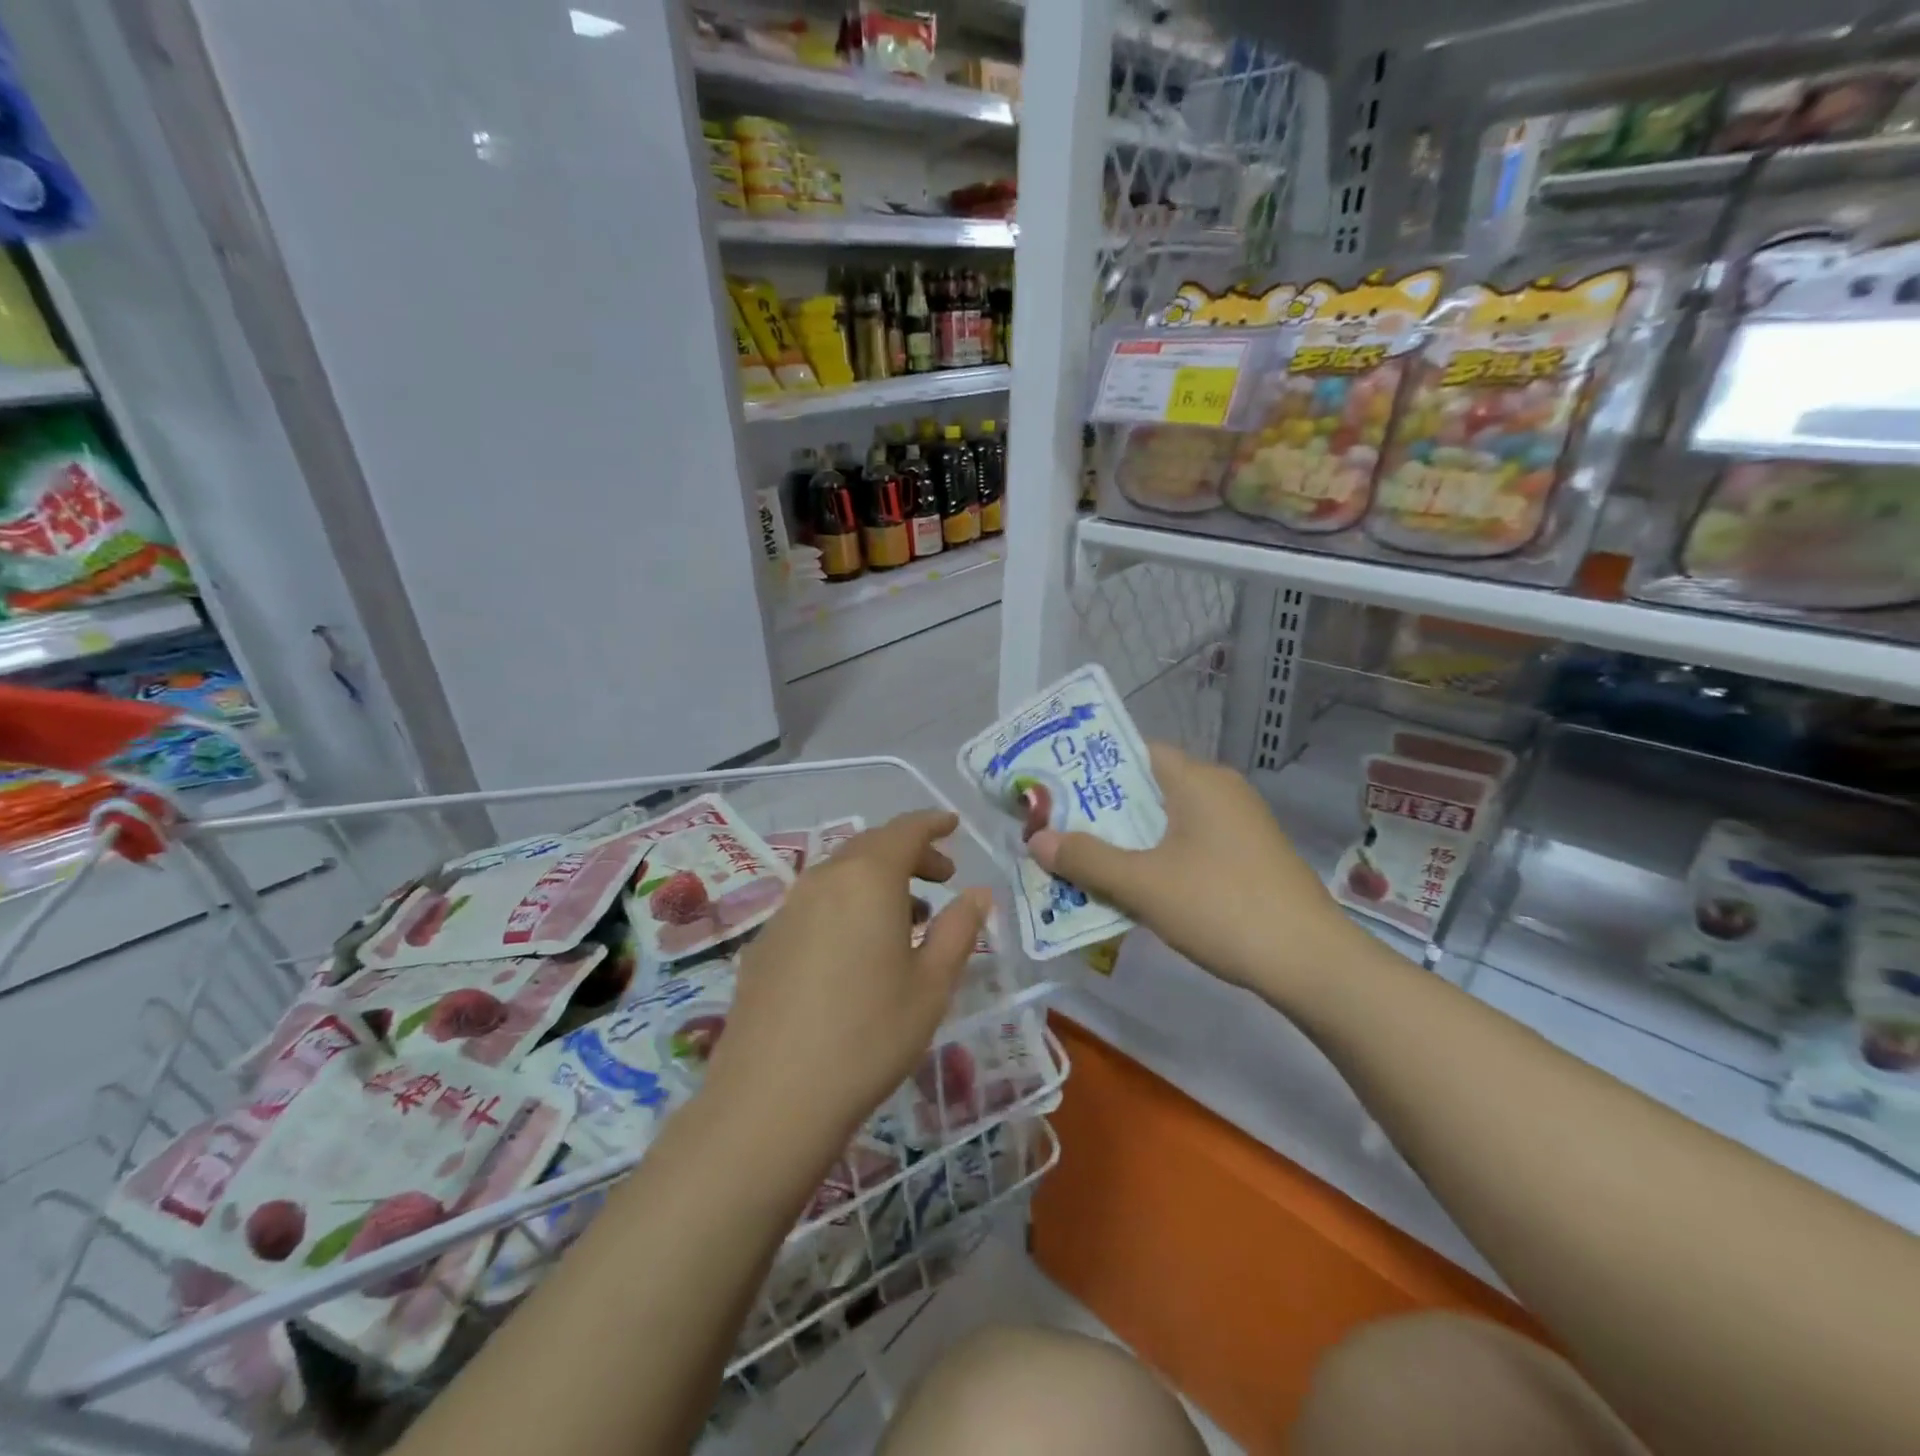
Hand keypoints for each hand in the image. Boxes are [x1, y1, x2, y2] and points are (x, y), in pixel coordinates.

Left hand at [702, 810, 990, 1157]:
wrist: (772, 1097)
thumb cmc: (869, 1035)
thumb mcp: (932, 985)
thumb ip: (959, 930)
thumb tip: (977, 893)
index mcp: (868, 879)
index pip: (904, 830)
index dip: (932, 823)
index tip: (952, 825)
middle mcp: (823, 879)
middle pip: (870, 847)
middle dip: (909, 854)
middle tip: (941, 878)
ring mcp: (787, 909)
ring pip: (840, 875)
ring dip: (876, 882)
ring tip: (905, 918)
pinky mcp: (764, 942)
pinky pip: (814, 904)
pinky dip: (845, 906)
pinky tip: (855, 950)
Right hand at [1027, 742, 1352, 1001]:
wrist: (1311, 962)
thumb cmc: (1221, 906)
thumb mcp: (1143, 884)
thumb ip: (1086, 859)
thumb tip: (1036, 840)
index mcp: (1197, 780)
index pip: (1135, 752)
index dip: (1091, 767)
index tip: (1055, 791)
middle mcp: (1220, 790)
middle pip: (1148, 788)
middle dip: (1103, 811)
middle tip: (1059, 831)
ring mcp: (1239, 824)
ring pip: (1167, 821)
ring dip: (1128, 840)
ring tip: (1085, 862)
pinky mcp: (1249, 857)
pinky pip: (1189, 844)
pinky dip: (1158, 858)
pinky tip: (1135, 888)